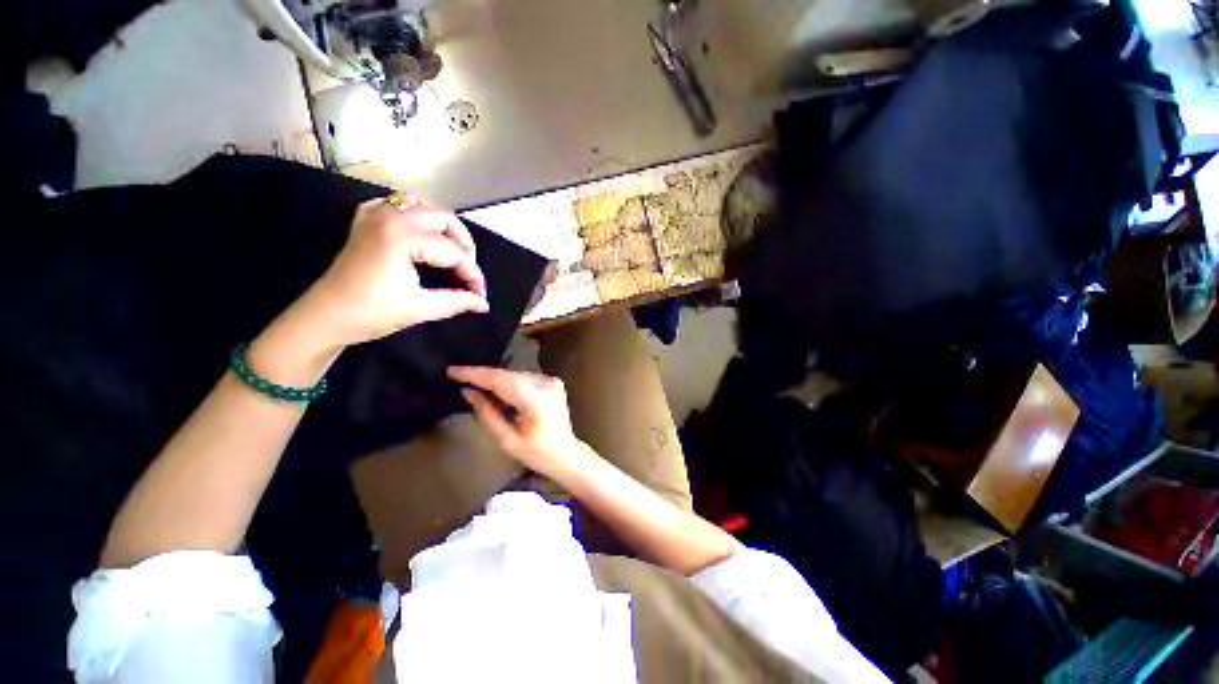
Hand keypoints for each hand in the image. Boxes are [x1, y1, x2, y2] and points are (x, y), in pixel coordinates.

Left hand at [303, 195, 488, 346]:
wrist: (325, 317)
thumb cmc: (371, 313)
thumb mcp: (420, 308)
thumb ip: (457, 301)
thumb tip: (483, 303)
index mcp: (403, 238)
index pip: (453, 251)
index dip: (472, 274)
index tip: (480, 295)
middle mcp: (390, 217)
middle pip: (443, 218)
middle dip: (463, 245)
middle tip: (468, 271)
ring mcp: (374, 215)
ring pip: (421, 204)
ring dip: (441, 224)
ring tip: (449, 248)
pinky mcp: (365, 221)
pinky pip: (394, 204)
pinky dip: (412, 213)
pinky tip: (418, 231)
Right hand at [447, 366, 583, 476]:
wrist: (566, 454)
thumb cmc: (537, 454)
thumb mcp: (507, 440)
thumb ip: (487, 413)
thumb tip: (468, 392)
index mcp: (536, 400)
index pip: (500, 380)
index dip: (475, 374)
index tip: (452, 371)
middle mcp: (546, 384)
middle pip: (507, 375)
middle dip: (482, 376)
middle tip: (457, 377)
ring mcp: (551, 381)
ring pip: (514, 374)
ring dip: (494, 379)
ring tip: (473, 384)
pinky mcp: (552, 382)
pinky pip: (523, 378)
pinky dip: (508, 382)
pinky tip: (495, 390)